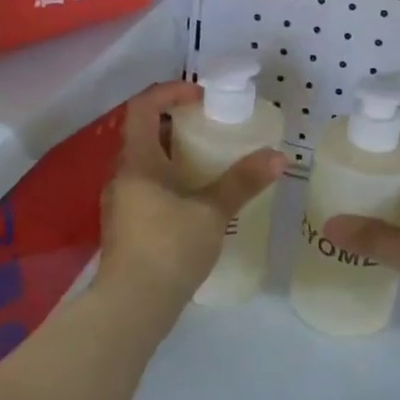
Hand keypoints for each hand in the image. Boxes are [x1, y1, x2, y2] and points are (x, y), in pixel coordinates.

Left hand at [96, 81, 284, 313]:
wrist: (131, 307)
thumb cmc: (169, 248)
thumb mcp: (212, 212)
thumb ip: (243, 182)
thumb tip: (278, 157)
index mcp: (137, 161)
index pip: (143, 107)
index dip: (170, 92)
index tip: (202, 96)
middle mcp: (122, 175)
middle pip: (145, 133)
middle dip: (177, 123)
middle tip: (212, 126)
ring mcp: (120, 202)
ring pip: (146, 163)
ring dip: (174, 154)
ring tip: (210, 161)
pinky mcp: (126, 226)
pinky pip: (146, 187)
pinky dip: (170, 180)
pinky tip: (196, 199)